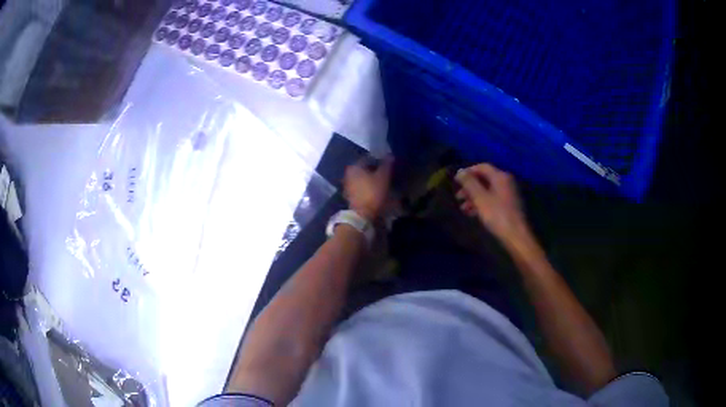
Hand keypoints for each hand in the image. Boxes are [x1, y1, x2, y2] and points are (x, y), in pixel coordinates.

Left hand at [343, 156, 393, 221]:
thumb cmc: (373, 192)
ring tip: (384, 182)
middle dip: (376, 169)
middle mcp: (348, 173)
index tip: (389, 164)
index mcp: (354, 166)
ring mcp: (348, 185)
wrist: (362, 215)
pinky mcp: (350, 195)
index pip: (369, 158)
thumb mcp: (383, 177)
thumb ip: (386, 164)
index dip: (380, 160)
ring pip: (363, 178)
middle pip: (365, 168)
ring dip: (372, 178)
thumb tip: (390, 155)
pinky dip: (369, 186)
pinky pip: (361, 186)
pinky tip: (377, 190)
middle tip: (387, 172)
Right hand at [455, 163, 528, 243]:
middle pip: (485, 179)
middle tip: (458, 197)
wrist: (516, 235)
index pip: (482, 167)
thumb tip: (460, 171)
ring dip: (474, 197)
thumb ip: (469, 183)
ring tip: (463, 208)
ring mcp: (509, 194)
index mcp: (500, 176)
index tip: (456, 181)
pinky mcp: (509, 205)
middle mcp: (506, 182)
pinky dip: (482, 204)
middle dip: (470, 187)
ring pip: (488, 191)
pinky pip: (493, 199)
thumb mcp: (480, 198)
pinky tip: (472, 213)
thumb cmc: (497, 215)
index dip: (468, 172)